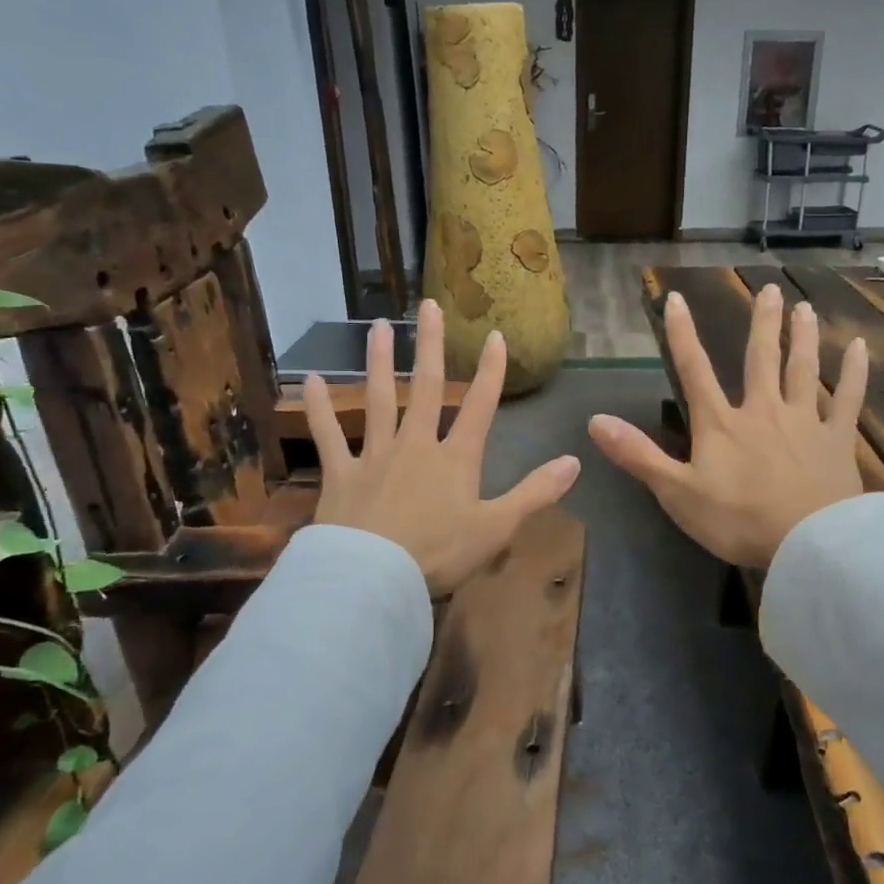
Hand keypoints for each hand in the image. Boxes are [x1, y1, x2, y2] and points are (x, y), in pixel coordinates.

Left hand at [304, 300, 580, 595]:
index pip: (480, 406)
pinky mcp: (341, 472)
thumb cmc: (440, 554)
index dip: (490, 371)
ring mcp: (376, 455)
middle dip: (431, 346)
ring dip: (380, 362)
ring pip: (379, 399)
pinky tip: (308, 379)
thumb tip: (575, 460)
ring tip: (379, 327)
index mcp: (456, 459)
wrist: (375, 577)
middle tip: (429, 305)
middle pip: (427, 388)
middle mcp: (416, 445)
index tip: (495, 336)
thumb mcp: (497, 527)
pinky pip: (328, 434)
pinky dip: (318, 407)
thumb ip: (535, 492)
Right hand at [589, 284, 868, 569]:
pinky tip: (860, 348)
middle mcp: (762, 410)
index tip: (676, 299)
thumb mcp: (676, 492)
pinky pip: (847, 399)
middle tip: (769, 290)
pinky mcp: (837, 440)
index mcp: (721, 424)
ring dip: (802, 337)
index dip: (682, 334)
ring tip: (804, 308)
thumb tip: (595, 421)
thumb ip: (637, 455)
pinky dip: (855, 373)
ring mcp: (803, 422)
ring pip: (802, 369)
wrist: (807, 542)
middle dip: (761, 324)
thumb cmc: (737, 519)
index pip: (694, 370)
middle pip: (760, 359)